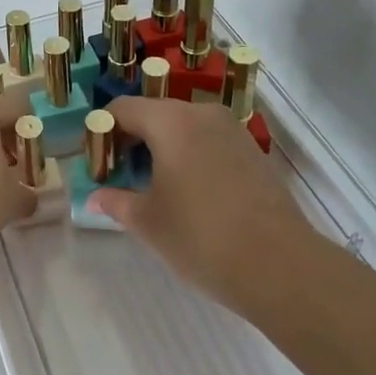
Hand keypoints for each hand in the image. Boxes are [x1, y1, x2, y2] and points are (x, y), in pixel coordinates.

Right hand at [88, 97, 315, 313]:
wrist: (280, 266)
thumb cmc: (201, 237)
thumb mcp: (147, 222)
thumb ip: (116, 202)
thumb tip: (95, 197)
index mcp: (170, 121)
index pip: (122, 109)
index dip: (102, 132)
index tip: (97, 164)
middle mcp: (201, 113)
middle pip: (154, 113)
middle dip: (131, 139)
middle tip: (120, 176)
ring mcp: (232, 130)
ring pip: (183, 126)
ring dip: (162, 147)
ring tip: (154, 186)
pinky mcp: (252, 150)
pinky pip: (208, 140)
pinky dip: (190, 154)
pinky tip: (190, 192)